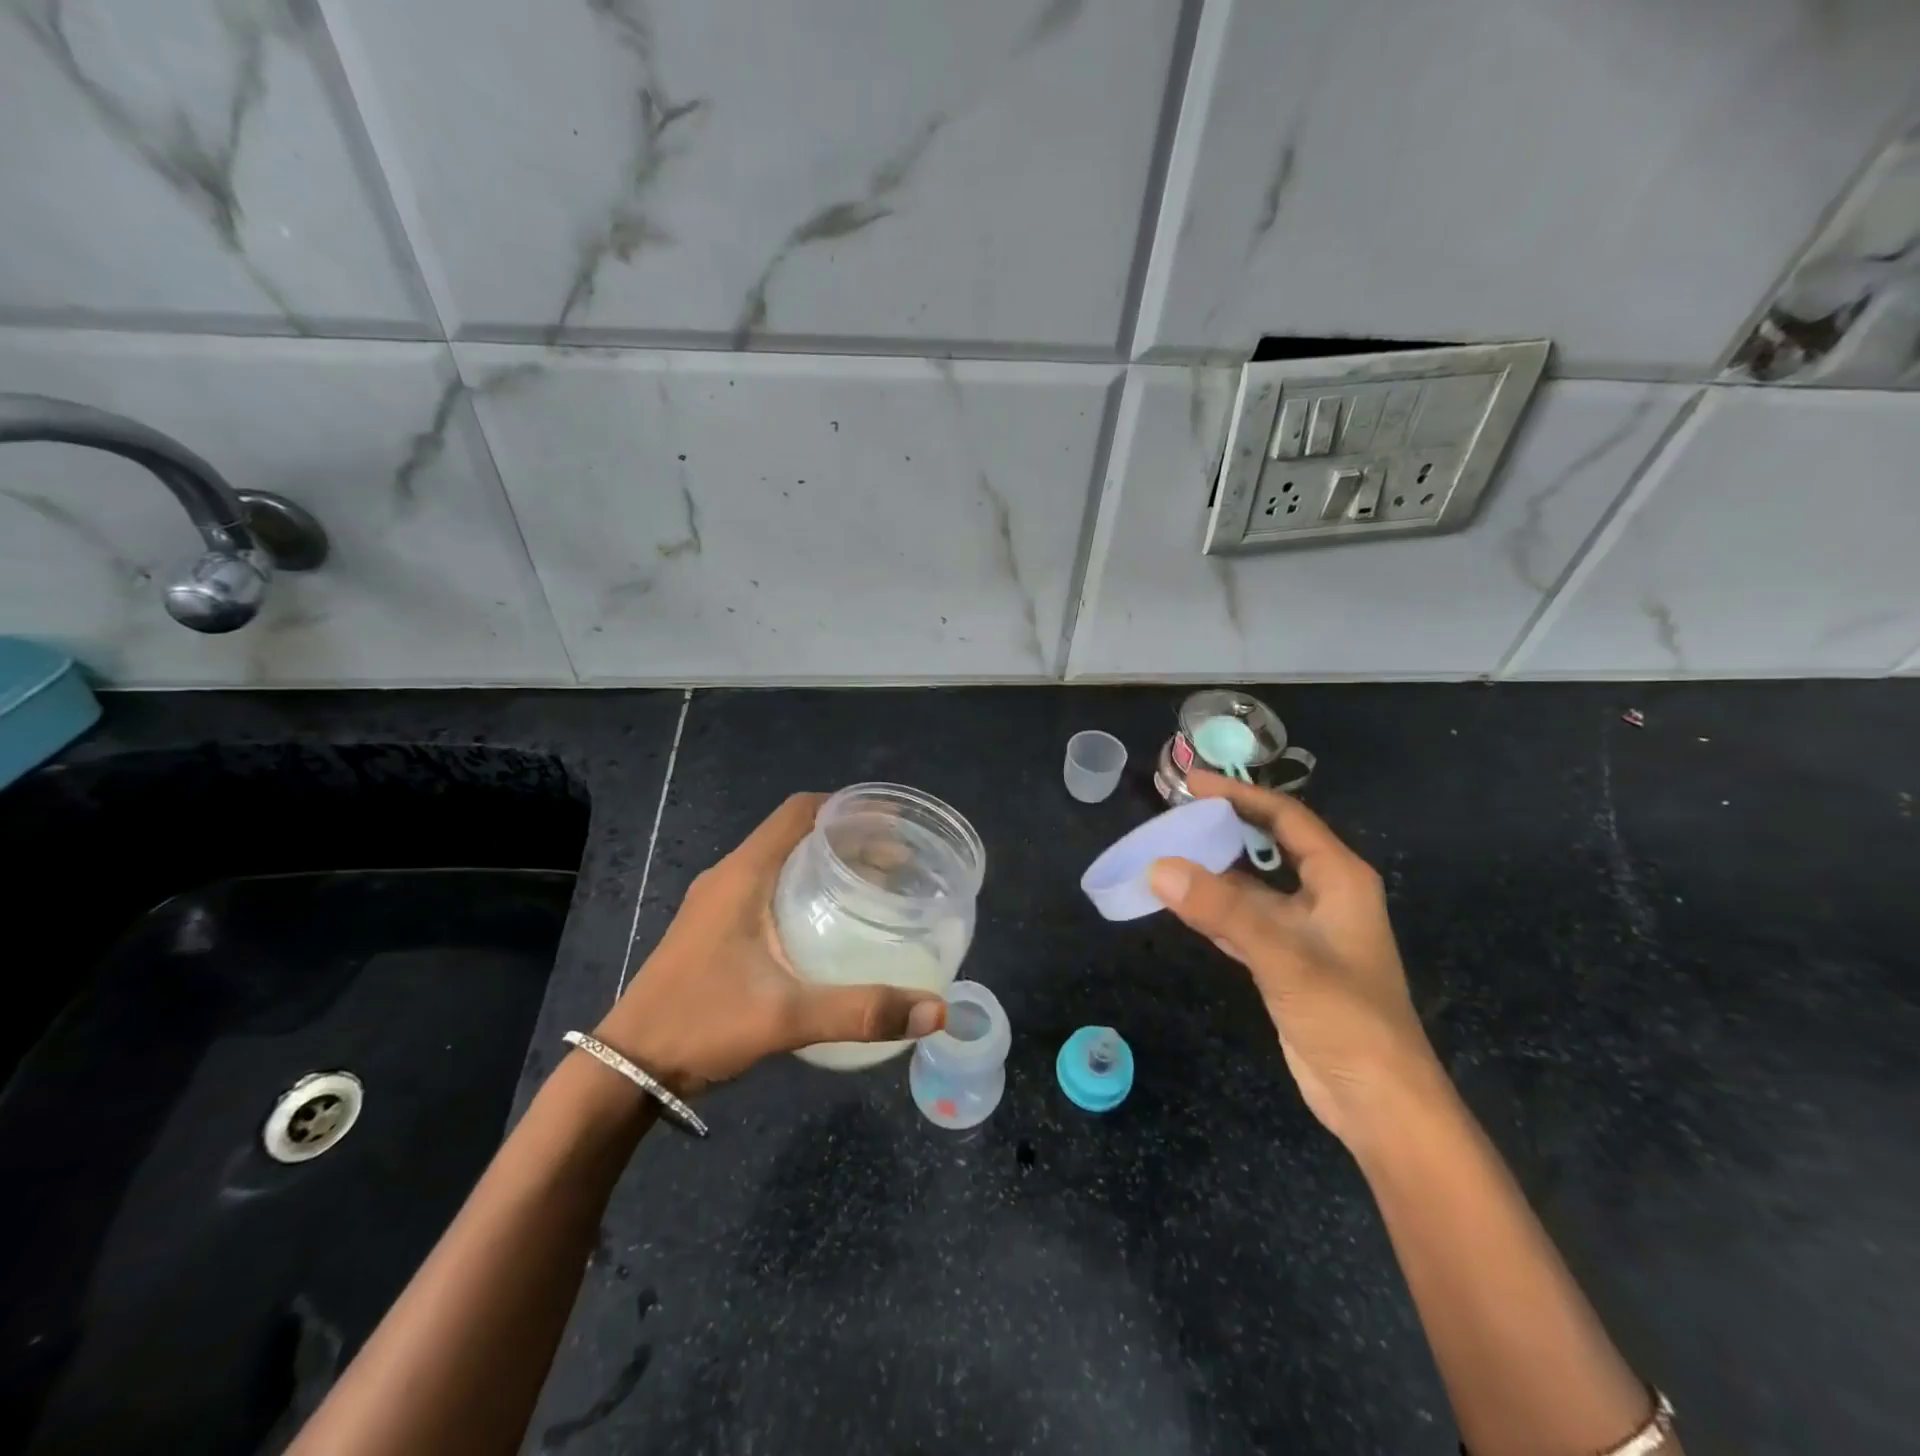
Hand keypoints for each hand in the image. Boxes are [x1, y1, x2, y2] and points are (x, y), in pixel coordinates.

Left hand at [594, 793, 946, 1093]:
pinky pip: (769, 889)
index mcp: (744, 873)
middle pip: (797, 834)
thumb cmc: (701, 1023)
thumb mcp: (786, 1017)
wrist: (627, 1067)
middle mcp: (730, 876)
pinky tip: (830, 926)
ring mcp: (718, 902)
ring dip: (826, 865)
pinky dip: (806, 891)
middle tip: (898, 864)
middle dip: (848, 840)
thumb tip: (937, 1009)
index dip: (848, 808)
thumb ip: (861, 1011)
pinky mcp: (715, 927)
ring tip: (874, 889)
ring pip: (782, 862)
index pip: (800, 811)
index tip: (893, 825)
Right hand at [1150, 769, 1443, 1148]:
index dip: (1239, 795)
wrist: (1377, 1101)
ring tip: (1164, 851)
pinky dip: (1212, 910)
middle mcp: (1322, 896)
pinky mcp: (1285, 962)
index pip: (1284, 818)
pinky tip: (1178, 903)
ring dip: (1212, 871)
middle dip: (1222, 827)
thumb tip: (1158, 867)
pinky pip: (1242, 921)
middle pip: (1266, 846)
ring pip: (1250, 886)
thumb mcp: (1283, 956)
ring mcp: (1303, 931)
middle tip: (1171, 813)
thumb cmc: (1346, 1017)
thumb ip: (1221, 910)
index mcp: (1339, 878)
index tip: (1191, 783)